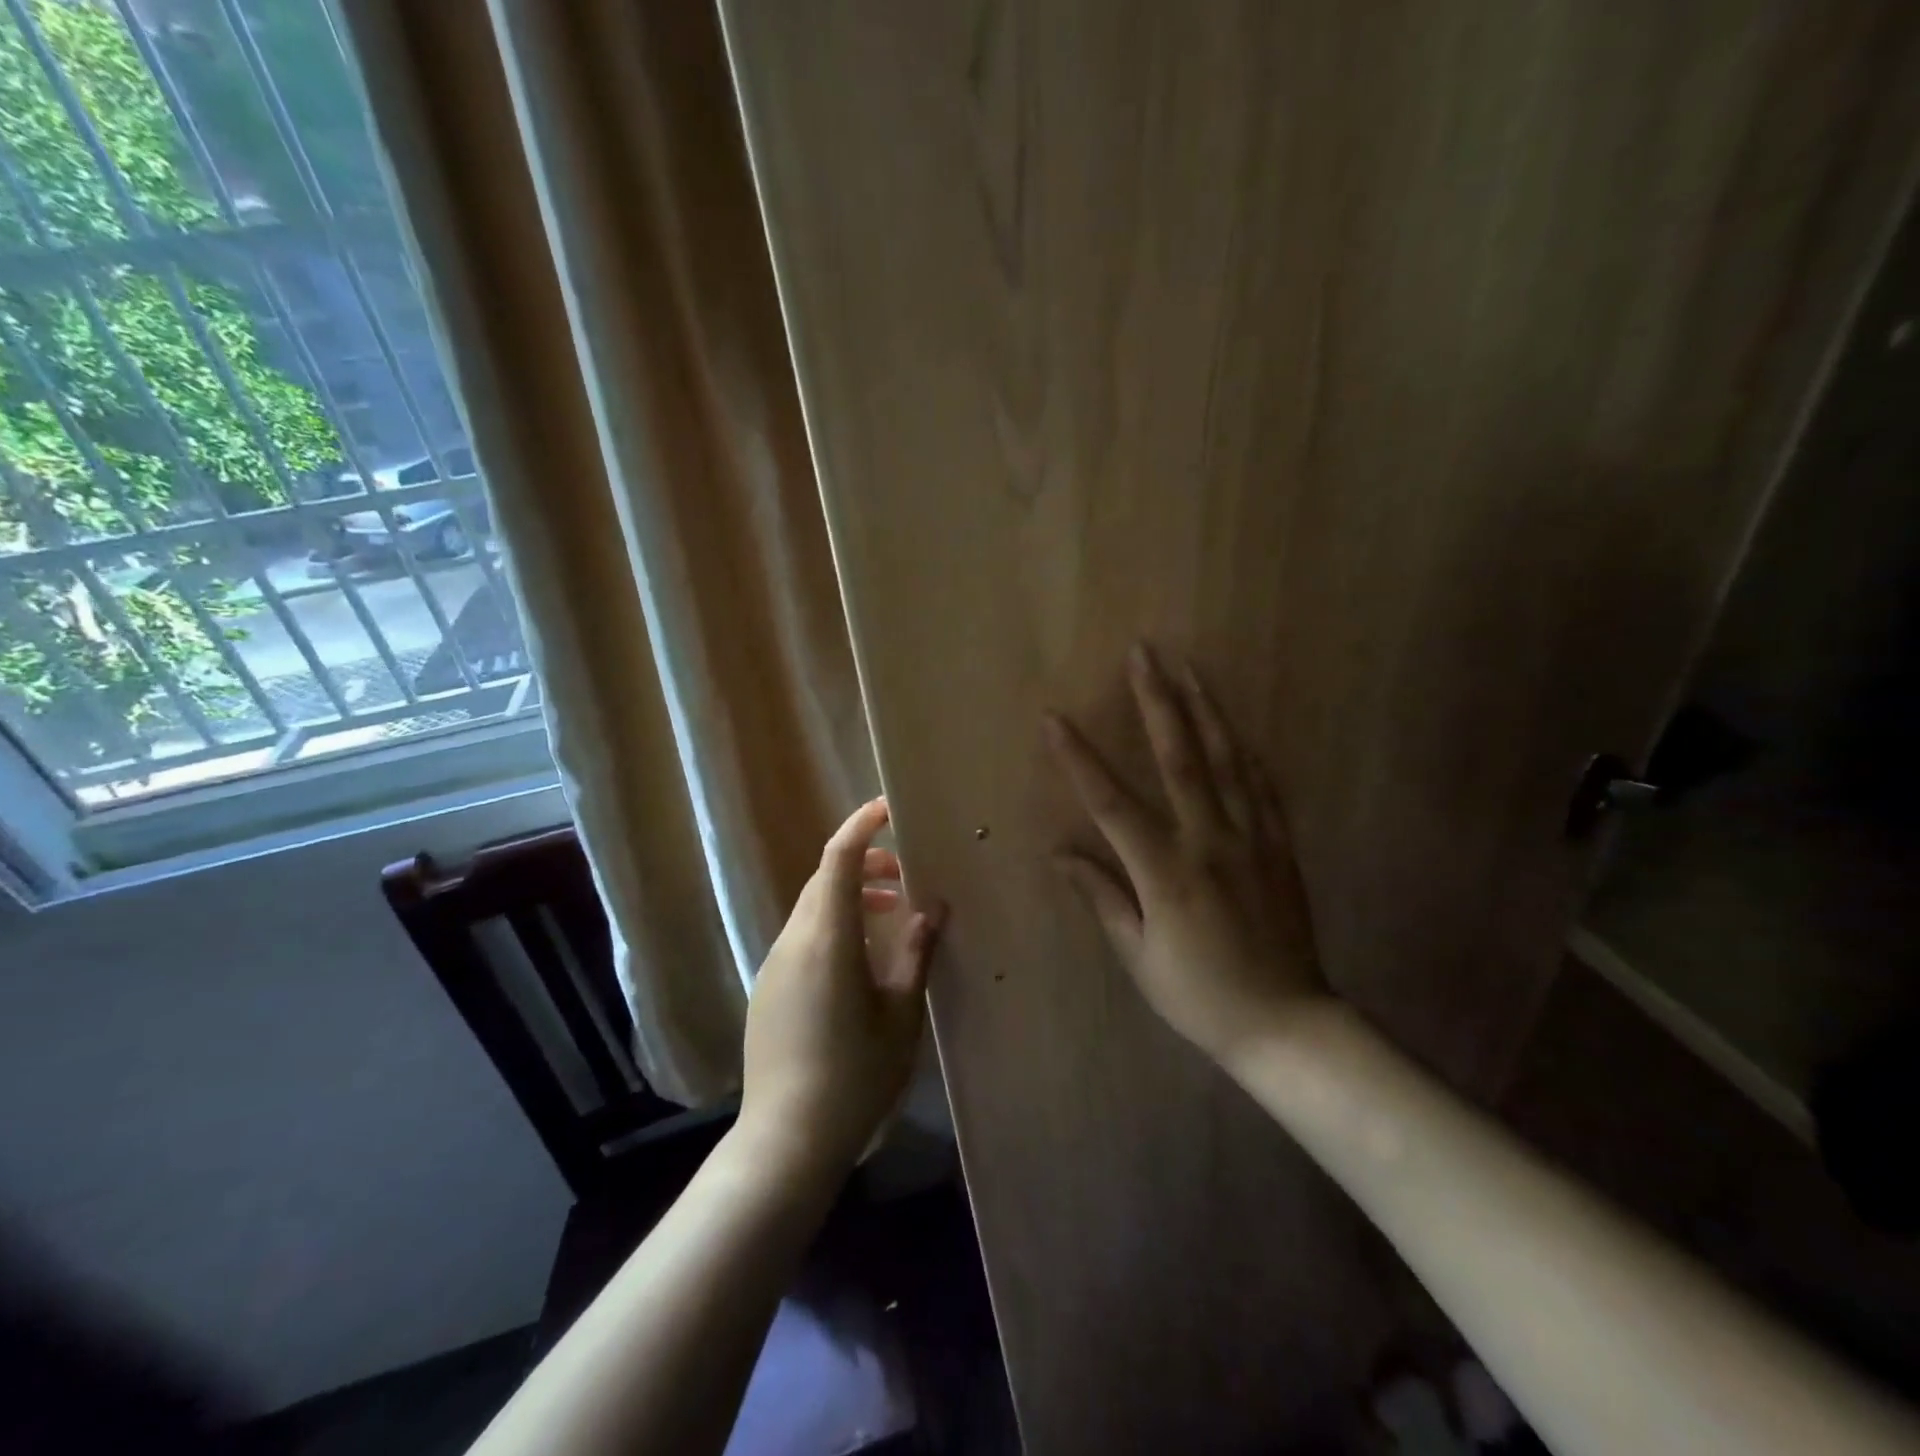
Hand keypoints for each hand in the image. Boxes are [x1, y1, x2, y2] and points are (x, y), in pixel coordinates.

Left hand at [740, 798, 944, 1178]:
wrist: (787, 1141)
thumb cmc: (856, 1076)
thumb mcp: (901, 1015)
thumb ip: (915, 954)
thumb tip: (931, 910)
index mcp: (827, 940)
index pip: (838, 859)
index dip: (861, 826)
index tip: (888, 809)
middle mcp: (793, 942)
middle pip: (824, 879)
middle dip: (863, 863)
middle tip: (904, 877)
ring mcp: (774, 966)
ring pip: (812, 908)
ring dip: (848, 897)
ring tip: (888, 916)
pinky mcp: (768, 990)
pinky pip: (802, 938)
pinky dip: (832, 926)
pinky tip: (858, 962)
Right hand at [1046, 645, 1330, 1074]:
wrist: (1287, 1024)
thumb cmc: (1200, 996)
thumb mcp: (1139, 955)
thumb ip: (1103, 896)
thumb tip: (1061, 853)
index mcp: (1167, 872)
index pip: (1112, 803)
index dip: (1080, 759)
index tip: (1055, 718)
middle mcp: (1210, 842)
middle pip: (1179, 757)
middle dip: (1157, 701)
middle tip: (1144, 654)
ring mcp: (1251, 839)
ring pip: (1226, 760)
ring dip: (1205, 709)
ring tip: (1189, 668)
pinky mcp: (1280, 847)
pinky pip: (1262, 787)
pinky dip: (1245, 751)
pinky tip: (1233, 727)